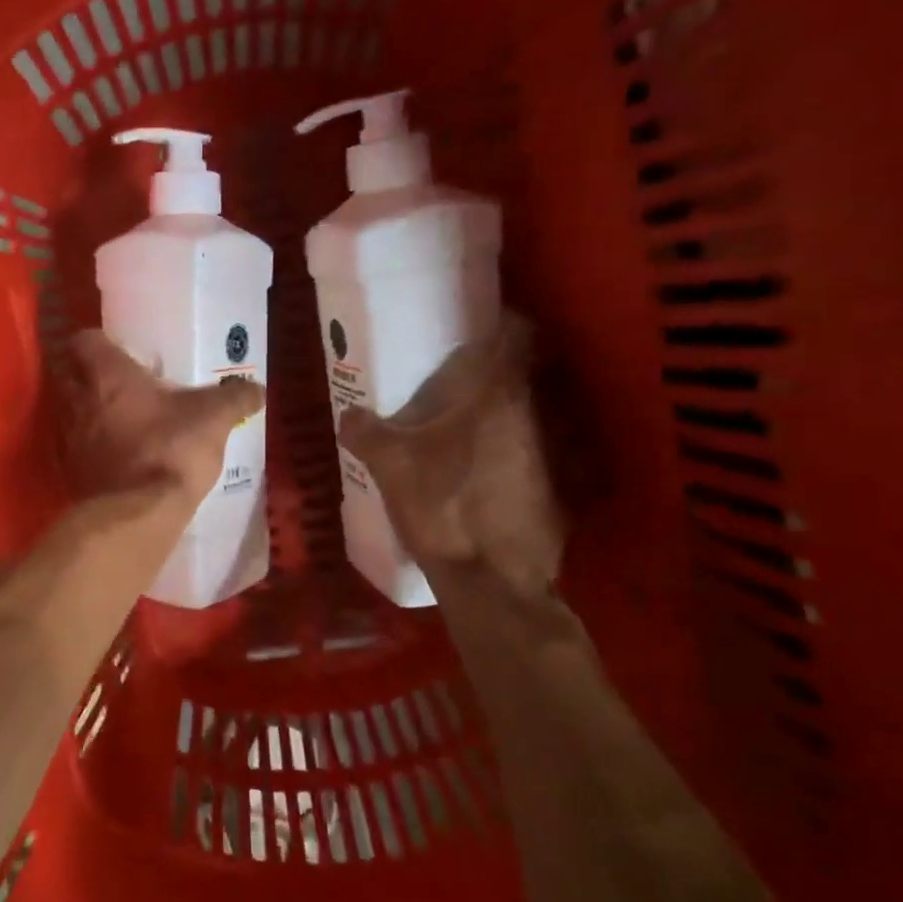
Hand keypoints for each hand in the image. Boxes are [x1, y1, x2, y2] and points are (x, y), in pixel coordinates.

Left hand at [66, 331, 264, 505]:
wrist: (137, 515)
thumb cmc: (170, 449)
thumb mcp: (213, 418)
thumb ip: (235, 398)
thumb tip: (258, 389)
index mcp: (106, 374)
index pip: (84, 340)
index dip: (99, 341)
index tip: (119, 349)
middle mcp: (77, 400)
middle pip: (69, 375)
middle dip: (89, 376)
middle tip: (120, 383)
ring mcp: (69, 439)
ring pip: (71, 413)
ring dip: (89, 413)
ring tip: (120, 420)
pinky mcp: (70, 473)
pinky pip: (77, 450)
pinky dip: (91, 449)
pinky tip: (117, 457)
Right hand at [338, 317, 563, 597]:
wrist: (493, 580)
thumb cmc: (443, 506)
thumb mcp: (390, 465)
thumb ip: (365, 431)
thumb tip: (348, 413)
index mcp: (498, 396)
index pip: (517, 333)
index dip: (500, 321)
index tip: (474, 323)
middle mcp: (535, 415)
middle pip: (522, 374)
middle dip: (493, 370)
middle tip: (455, 376)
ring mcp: (551, 453)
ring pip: (527, 414)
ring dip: (501, 411)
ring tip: (463, 422)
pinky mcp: (554, 488)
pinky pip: (531, 451)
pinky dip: (509, 449)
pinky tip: (479, 469)